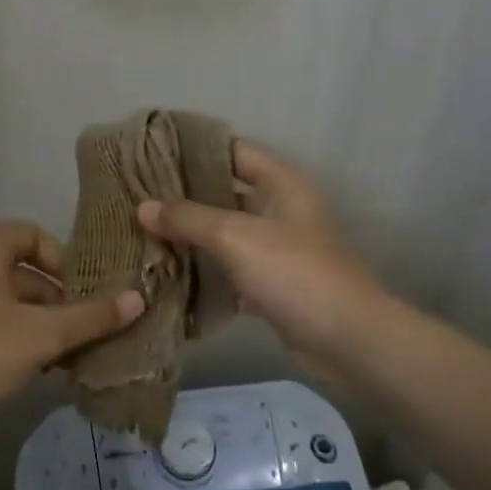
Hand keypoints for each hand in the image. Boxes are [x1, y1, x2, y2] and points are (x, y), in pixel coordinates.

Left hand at [0, 220, 143, 434]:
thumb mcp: (40, 335)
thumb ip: (90, 316)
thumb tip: (139, 298)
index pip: (33, 235)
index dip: (64, 259)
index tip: (85, 292)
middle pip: (24, 270)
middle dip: (59, 300)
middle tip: (87, 329)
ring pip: (10, 300)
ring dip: (41, 323)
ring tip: (69, 355)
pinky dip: (17, 336)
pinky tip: (38, 369)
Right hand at [138, 140, 391, 365]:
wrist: (349, 341)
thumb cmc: (295, 273)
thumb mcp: (236, 237)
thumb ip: (188, 218)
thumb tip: (143, 207)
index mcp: (283, 183)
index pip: (234, 149)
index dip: (196, 148)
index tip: (154, 152)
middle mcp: (283, 208)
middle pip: (228, 190)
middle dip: (187, 194)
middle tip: (141, 195)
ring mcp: (281, 248)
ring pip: (229, 231)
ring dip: (195, 233)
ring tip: (147, 230)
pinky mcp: (276, 283)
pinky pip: (234, 268)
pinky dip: (209, 270)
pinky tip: (173, 273)